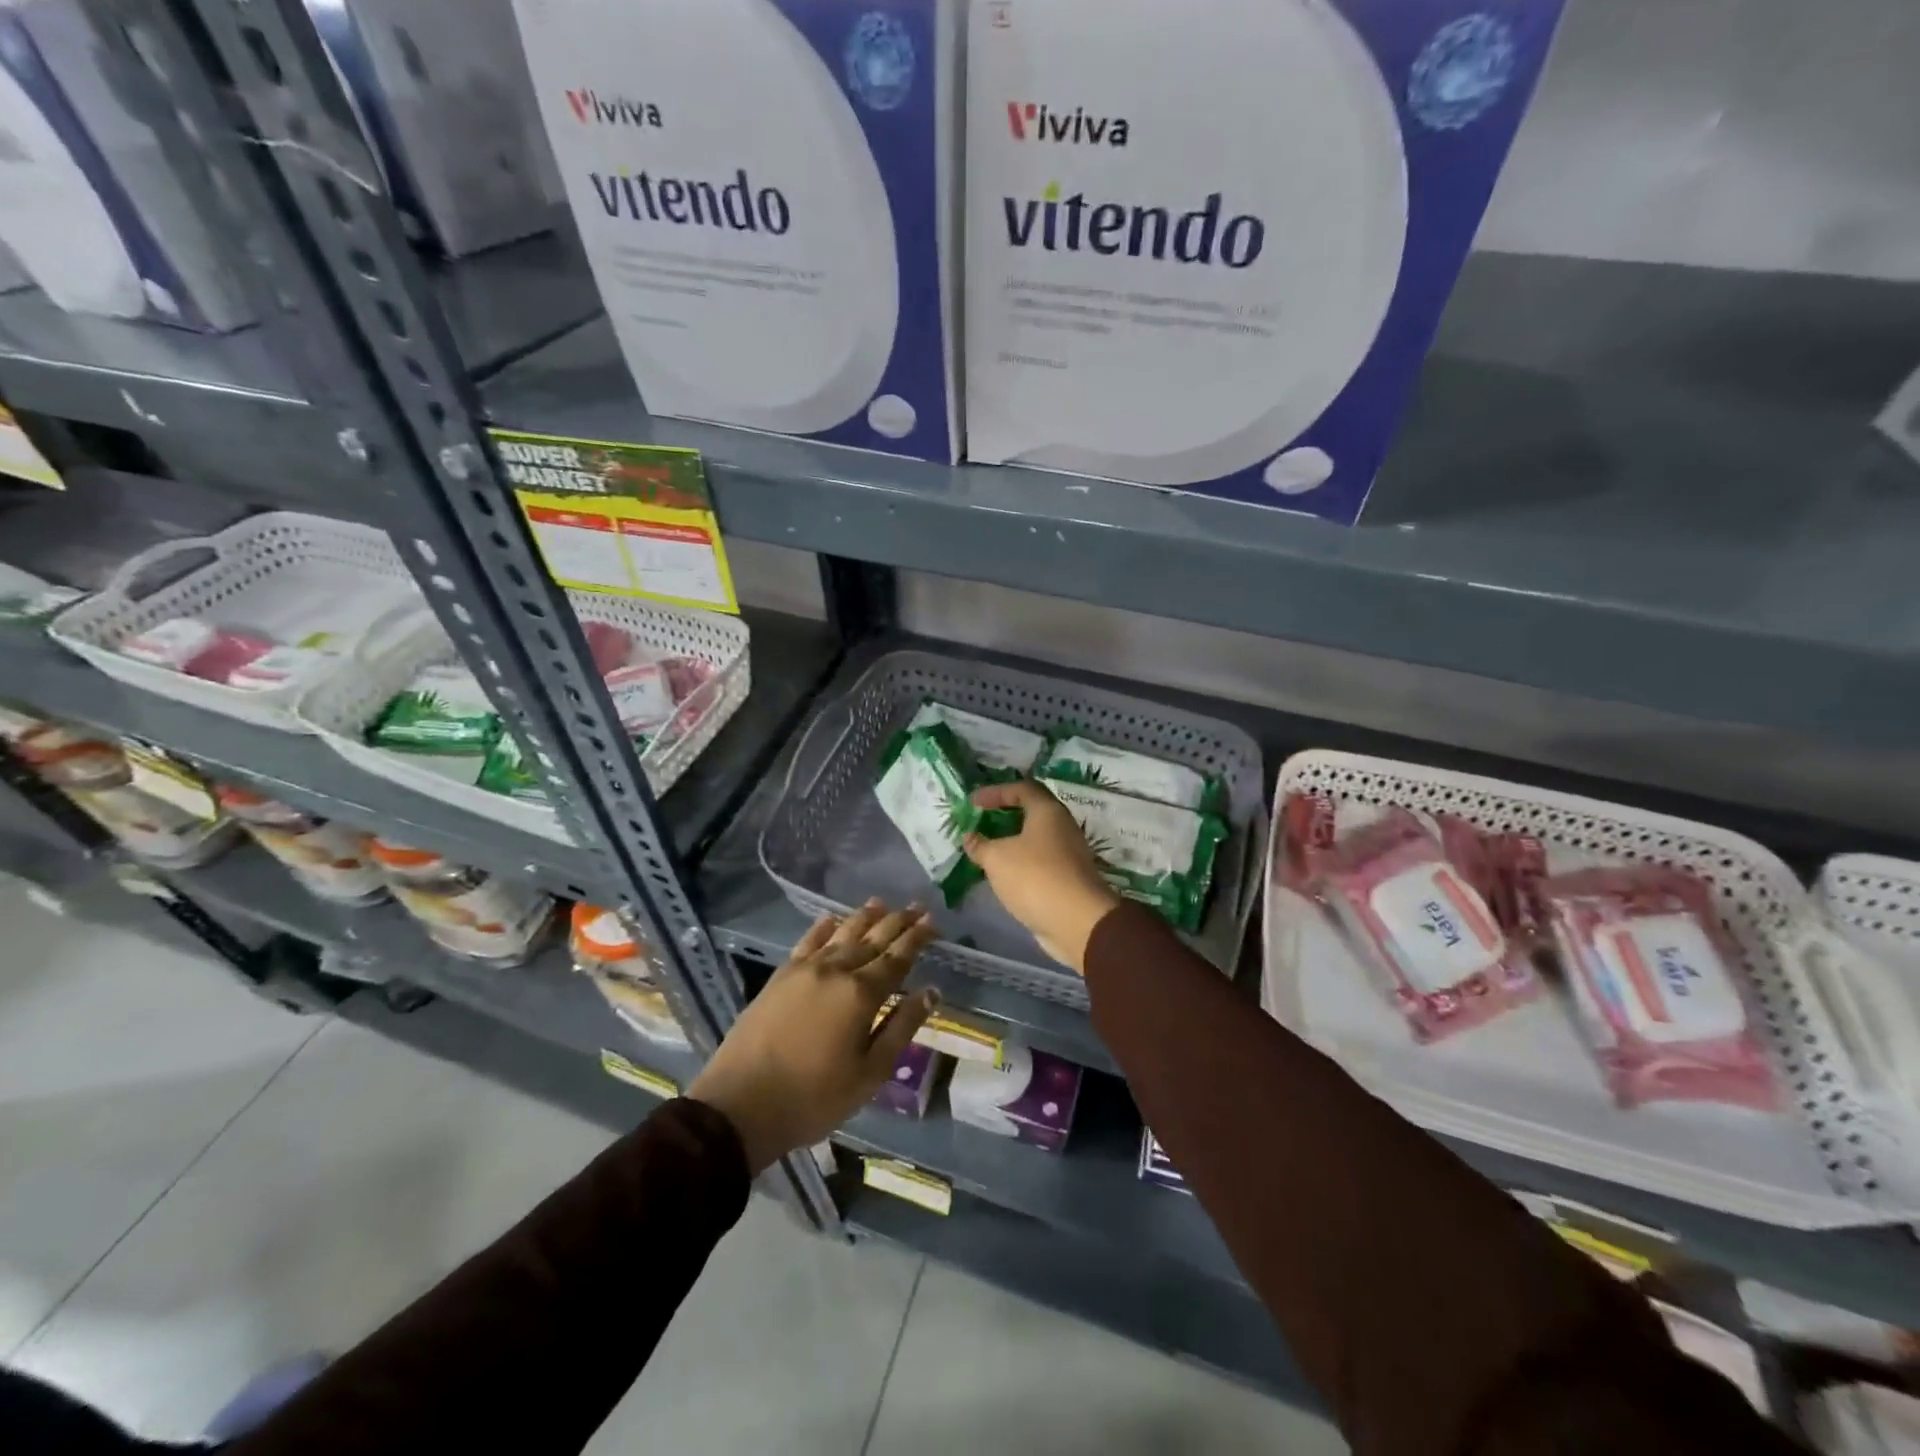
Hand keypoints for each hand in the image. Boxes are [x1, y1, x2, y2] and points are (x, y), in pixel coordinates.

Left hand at [689, 900, 939, 1173]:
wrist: (740, 1105)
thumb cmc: (814, 1097)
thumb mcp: (870, 1073)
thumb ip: (901, 1027)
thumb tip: (931, 992)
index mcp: (862, 993)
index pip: (897, 957)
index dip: (917, 938)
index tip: (933, 922)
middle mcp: (836, 970)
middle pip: (873, 938)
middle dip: (898, 921)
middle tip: (917, 907)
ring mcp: (805, 969)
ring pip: (842, 934)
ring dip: (864, 917)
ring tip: (881, 903)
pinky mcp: (780, 976)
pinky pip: (807, 941)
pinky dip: (824, 927)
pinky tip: (832, 919)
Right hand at [964, 781, 1120, 973]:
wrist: (1077, 922)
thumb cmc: (1035, 877)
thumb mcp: (997, 858)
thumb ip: (980, 845)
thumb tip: (970, 837)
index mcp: (1048, 812)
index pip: (1022, 788)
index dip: (995, 792)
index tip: (973, 803)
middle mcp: (1062, 827)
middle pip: (1030, 812)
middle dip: (1003, 817)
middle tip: (980, 824)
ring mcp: (1067, 854)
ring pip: (1034, 839)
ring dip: (1010, 843)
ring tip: (985, 851)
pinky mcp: (1067, 878)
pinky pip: (1038, 862)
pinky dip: (1019, 863)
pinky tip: (1002, 874)